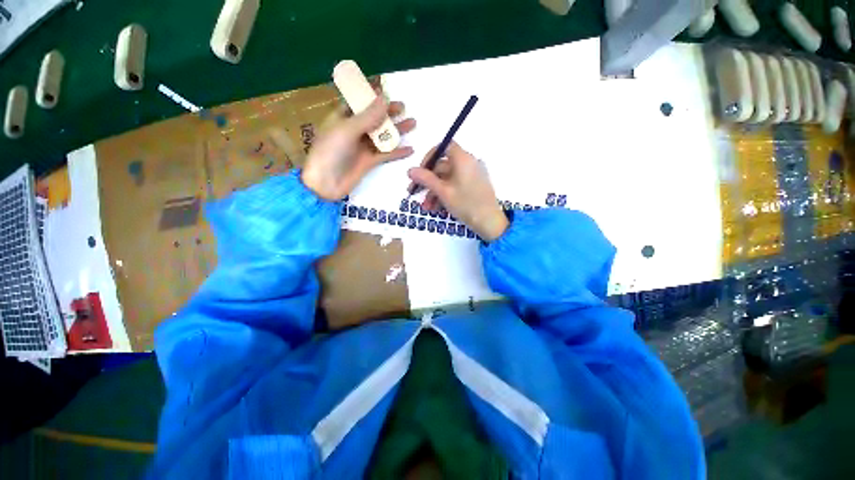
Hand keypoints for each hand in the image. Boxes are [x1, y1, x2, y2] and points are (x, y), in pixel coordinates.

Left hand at [301, 97, 415, 200]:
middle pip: (374, 118)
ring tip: (413, 123)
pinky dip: (398, 152)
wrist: (326, 183)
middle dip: (388, 112)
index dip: (372, 97)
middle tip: (403, 108)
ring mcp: (363, 147)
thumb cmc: (330, 151)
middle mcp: (354, 130)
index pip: (359, 103)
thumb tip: (385, 98)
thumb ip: (367, 116)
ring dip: (397, 130)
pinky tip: (410, 149)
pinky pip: (386, 154)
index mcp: (343, 118)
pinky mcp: (370, 161)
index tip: (387, 92)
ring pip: (383, 135)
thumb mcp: (347, 130)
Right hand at [407, 142, 508, 241]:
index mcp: (463, 159)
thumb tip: (410, 170)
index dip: (429, 157)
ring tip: (426, 207)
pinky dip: (444, 195)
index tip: (420, 172)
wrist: (490, 222)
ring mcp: (471, 176)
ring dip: (434, 192)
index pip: (443, 147)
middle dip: (428, 181)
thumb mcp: (443, 192)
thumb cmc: (466, 204)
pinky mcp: (473, 187)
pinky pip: (455, 186)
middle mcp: (468, 163)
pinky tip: (436, 208)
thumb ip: (426, 179)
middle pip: (443, 166)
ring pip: (447, 179)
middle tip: (415, 193)